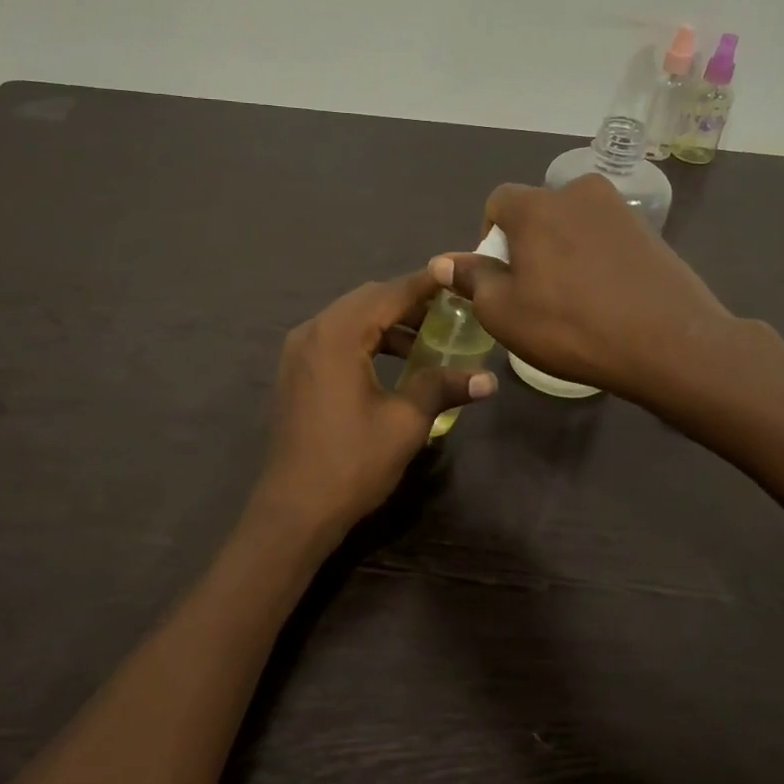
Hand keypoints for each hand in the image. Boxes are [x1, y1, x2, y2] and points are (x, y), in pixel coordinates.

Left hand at [251, 268, 498, 542]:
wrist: (295, 509)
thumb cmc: (353, 462)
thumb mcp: (405, 422)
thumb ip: (442, 387)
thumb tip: (488, 379)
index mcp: (338, 335)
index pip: (389, 293)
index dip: (426, 283)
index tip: (457, 274)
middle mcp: (312, 331)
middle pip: (367, 299)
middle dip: (408, 301)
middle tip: (449, 310)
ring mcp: (298, 351)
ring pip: (349, 318)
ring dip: (387, 322)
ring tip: (427, 339)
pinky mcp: (295, 372)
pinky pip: (335, 339)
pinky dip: (366, 340)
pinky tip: (394, 362)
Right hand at [430, 174, 743, 403]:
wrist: (668, 342)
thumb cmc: (570, 326)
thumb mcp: (503, 312)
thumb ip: (472, 279)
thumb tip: (445, 262)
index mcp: (536, 205)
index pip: (497, 202)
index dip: (489, 239)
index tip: (499, 278)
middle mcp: (577, 192)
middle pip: (537, 212)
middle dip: (528, 244)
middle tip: (534, 292)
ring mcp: (619, 209)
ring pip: (573, 225)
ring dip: (562, 252)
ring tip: (571, 299)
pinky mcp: (649, 231)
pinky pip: (605, 238)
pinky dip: (595, 260)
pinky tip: (604, 298)